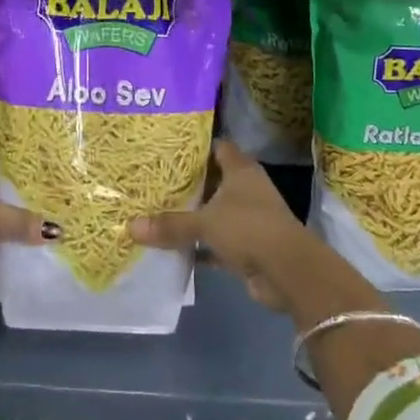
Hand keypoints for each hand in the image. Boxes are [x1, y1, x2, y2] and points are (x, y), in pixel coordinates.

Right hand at [129, 139, 321, 313]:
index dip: (195, 147)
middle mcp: (246, 189)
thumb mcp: (205, 223)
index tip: (166, 149)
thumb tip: (131, 226)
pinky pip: (217, 242)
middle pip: (213, 180)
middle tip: (154, 181)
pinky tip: (173, 249)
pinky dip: (200, 246)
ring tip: (157, 212)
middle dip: (187, 183)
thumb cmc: (249, 229)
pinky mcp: (248, 247)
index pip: (217, 147)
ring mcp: (249, 219)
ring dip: (193, 216)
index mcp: (241, 170)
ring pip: (214, 212)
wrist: (288, 272)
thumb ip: (170, 224)